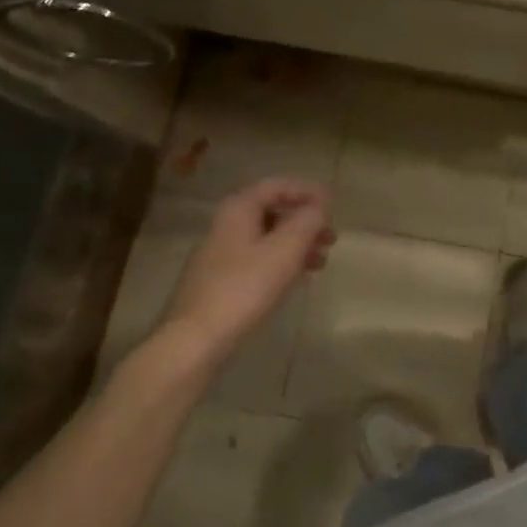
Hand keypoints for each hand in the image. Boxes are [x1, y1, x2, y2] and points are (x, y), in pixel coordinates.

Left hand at [156, 179, 334, 368]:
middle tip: (331, 237)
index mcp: (239, 210)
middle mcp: (226, 226)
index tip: (331, 204)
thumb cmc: (244, 287)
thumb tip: (318, 206)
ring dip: (296, 245)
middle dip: (304, 222)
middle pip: (272, 212)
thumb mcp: (285, 250)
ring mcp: (220, 255)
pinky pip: (257, 261)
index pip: (276, 186)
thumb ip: (307, 221)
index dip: (306, 191)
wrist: (194, 340)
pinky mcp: (220, 282)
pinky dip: (281, 263)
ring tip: (321, 262)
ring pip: (266, 239)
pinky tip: (296, 280)